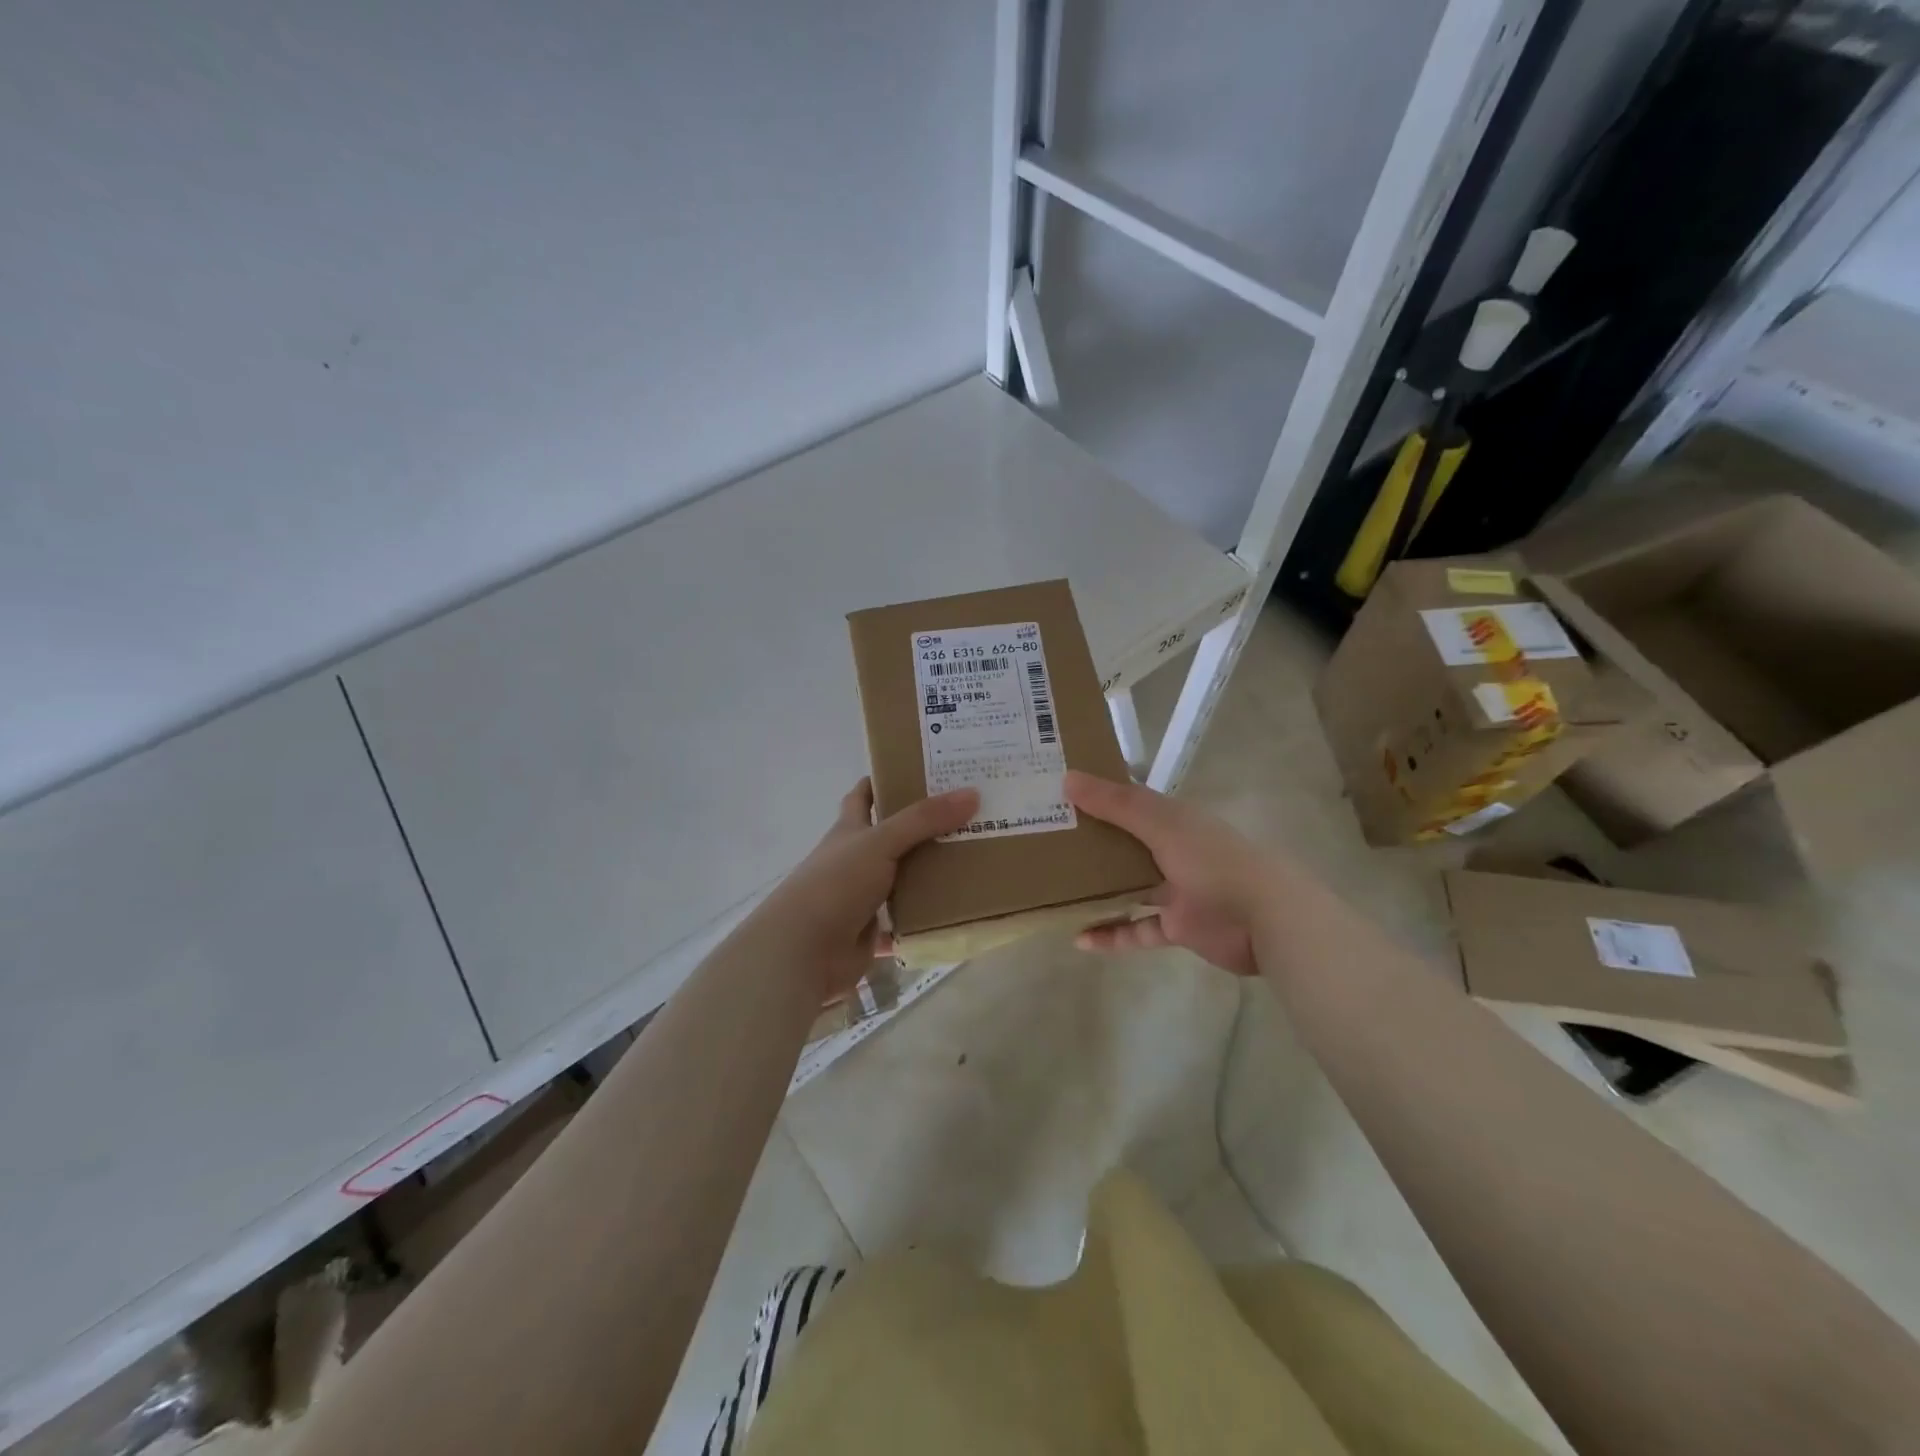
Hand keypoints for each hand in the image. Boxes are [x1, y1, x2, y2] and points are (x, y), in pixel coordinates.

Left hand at [749, 780, 978, 1002]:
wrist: (803, 951)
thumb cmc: (836, 883)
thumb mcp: (880, 842)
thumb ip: (924, 820)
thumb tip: (972, 793)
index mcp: (849, 830)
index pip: (864, 795)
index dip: (885, 780)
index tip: (921, 770)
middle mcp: (854, 860)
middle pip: (891, 837)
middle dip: (923, 827)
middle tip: (968, 814)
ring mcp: (862, 897)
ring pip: (902, 879)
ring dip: (929, 873)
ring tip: (973, 858)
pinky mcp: (871, 932)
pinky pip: (905, 922)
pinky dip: (926, 919)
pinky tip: (957, 911)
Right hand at [1064, 770, 1272, 976]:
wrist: (1265, 918)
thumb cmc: (1212, 860)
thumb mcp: (1161, 824)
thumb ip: (1115, 804)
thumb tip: (1067, 779)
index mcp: (1172, 820)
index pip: (1129, 802)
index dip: (1097, 796)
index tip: (1058, 795)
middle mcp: (1172, 850)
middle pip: (1125, 845)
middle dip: (1091, 845)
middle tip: (1046, 844)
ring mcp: (1175, 891)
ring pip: (1128, 888)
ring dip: (1097, 891)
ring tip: (1056, 891)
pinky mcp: (1176, 928)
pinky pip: (1137, 930)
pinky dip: (1112, 935)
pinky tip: (1080, 940)